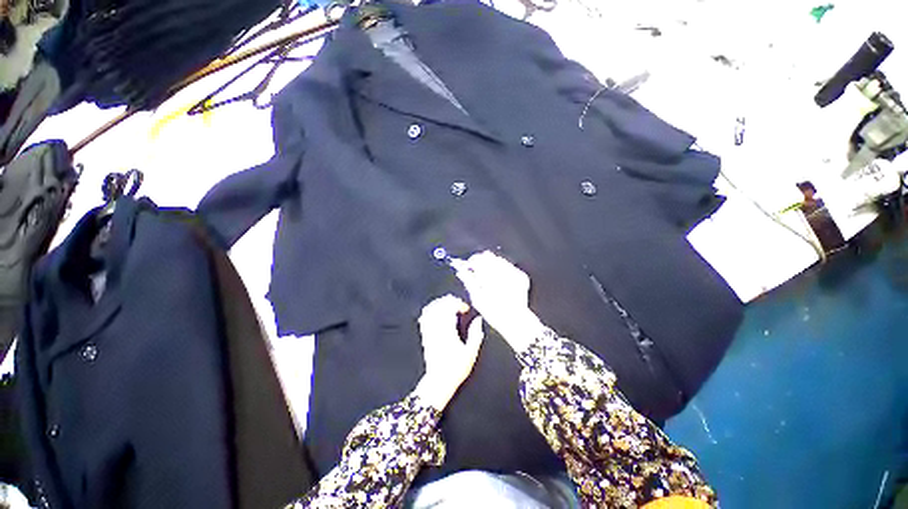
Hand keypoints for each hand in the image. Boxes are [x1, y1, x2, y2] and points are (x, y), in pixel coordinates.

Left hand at [413, 295, 484, 410]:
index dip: (458, 304)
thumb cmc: (456, 369)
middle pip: (439, 305)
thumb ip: (475, 334)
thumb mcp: (471, 354)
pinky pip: (424, 317)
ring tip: (449, 306)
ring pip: (430, 309)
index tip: (466, 309)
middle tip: (458, 305)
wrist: (438, 382)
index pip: (450, 308)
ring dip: (440, 304)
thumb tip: (478, 320)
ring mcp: (429, 332)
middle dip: (449, 301)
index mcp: (448, 332)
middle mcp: (436, 329)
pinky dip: (431, 310)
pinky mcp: (424, 336)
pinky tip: (438, 313)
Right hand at [452, 251, 544, 352]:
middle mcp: (503, 271)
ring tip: (488, 279)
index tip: (467, 267)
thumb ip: (468, 281)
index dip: (470, 261)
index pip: (477, 259)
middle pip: (488, 256)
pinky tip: (500, 281)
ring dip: (491, 265)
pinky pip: (509, 266)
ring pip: (499, 260)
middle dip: (481, 262)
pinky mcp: (521, 276)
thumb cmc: (494, 312)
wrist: (516, 320)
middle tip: (476, 272)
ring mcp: (514, 272)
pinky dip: (502, 270)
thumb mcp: (477, 298)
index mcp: (490, 276)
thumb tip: (461, 271)